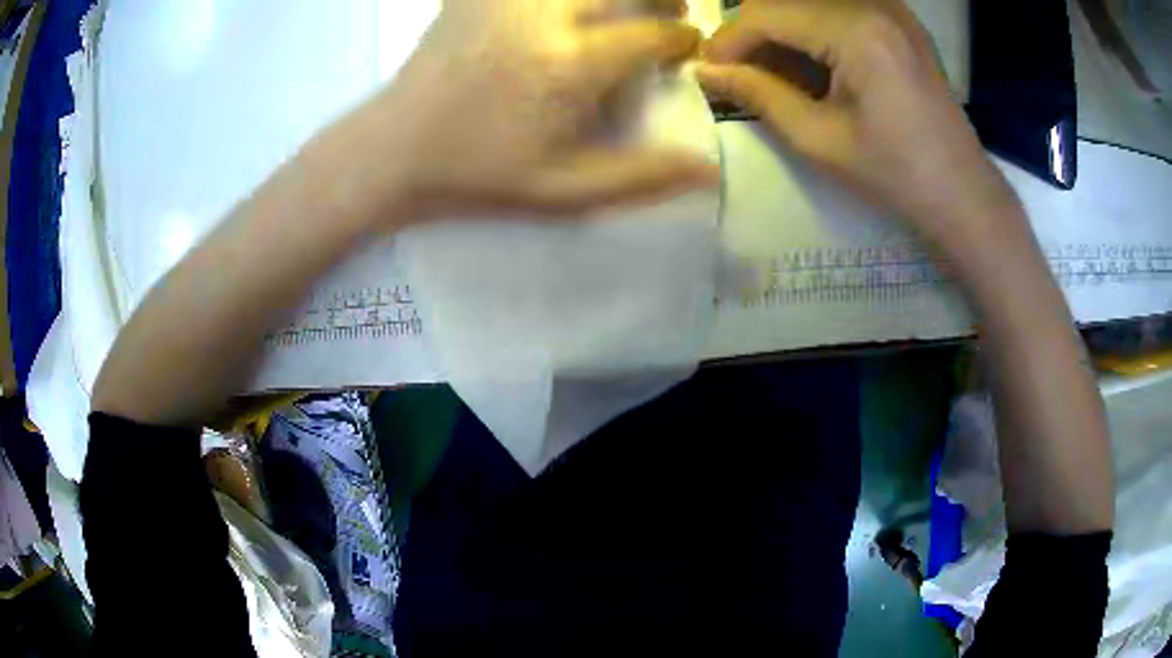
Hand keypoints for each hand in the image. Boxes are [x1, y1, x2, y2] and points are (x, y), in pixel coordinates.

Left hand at [332, 0, 718, 221]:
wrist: (392, 151)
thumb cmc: (477, 176)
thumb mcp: (563, 194)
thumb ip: (642, 178)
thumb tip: (711, 171)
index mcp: (569, 65)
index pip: (654, 33)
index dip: (682, 41)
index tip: (685, 52)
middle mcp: (543, 16)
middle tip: (669, 12)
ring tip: (623, 6)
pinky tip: (566, 12)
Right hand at [698, 0, 1022, 253]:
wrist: (964, 197)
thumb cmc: (895, 177)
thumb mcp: (820, 140)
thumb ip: (759, 95)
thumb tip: (706, 72)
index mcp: (857, 30)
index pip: (767, 12)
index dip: (729, 40)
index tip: (709, 70)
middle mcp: (874, 4)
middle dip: (754, 33)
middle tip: (739, 74)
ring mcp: (892, 9)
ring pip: (811, 2)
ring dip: (784, 32)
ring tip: (774, 74)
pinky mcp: (901, 23)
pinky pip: (840, 11)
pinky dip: (815, 32)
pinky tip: (813, 66)